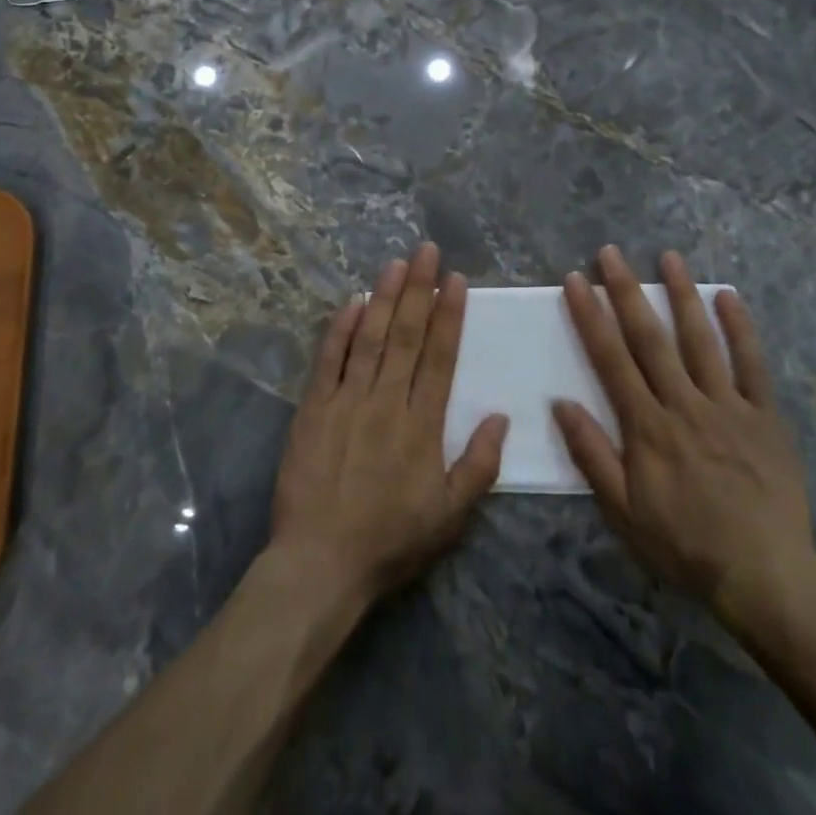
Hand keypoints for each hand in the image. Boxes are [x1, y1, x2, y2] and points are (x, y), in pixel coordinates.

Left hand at [270, 243, 508, 605]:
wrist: (321, 564)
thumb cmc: (391, 541)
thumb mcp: (451, 517)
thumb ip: (479, 465)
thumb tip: (502, 416)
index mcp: (423, 425)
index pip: (440, 357)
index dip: (450, 315)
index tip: (457, 280)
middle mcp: (387, 402)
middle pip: (407, 335)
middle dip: (420, 289)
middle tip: (427, 250)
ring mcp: (347, 401)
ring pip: (370, 338)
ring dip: (385, 298)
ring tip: (397, 263)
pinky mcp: (313, 409)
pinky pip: (329, 361)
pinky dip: (340, 329)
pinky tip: (352, 301)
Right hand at [552, 246, 815, 648]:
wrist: (766, 577)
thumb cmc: (685, 545)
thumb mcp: (624, 512)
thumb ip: (592, 455)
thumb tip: (560, 403)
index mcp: (647, 426)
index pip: (611, 359)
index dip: (590, 316)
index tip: (575, 280)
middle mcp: (684, 403)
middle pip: (650, 337)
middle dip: (626, 291)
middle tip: (611, 252)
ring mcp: (728, 405)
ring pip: (700, 339)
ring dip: (681, 294)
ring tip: (668, 256)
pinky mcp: (765, 416)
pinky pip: (752, 365)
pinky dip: (741, 329)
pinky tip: (729, 296)